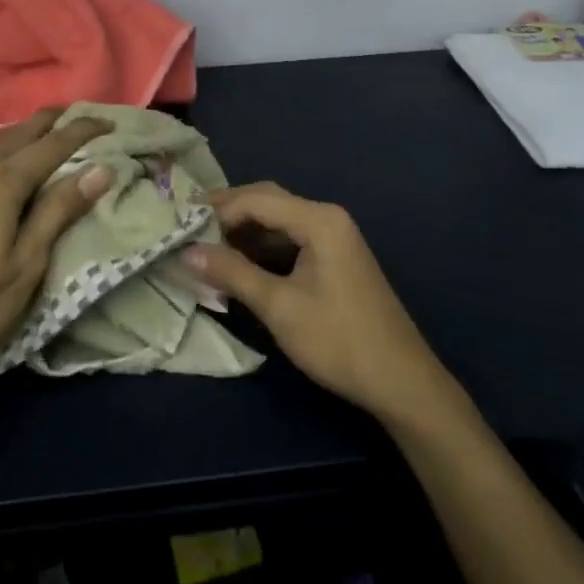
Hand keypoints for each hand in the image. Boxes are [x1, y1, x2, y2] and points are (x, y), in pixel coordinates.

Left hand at [0, 109, 114, 395]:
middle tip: (78, 120)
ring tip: (42, 141)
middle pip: (18, 132)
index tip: (106, 123)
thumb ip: (59, 211)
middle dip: (51, 123)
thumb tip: (99, 170)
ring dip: (19, 137)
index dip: (82, 131)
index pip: (52, 144)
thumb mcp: (25, 267)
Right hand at [184, 182, 459, 425]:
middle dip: (228, 214)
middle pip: (268, 202)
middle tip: (189, 229)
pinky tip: (239, 265)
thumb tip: (188, 253)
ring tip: (206, 248)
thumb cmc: (339, 340)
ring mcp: (334, 239)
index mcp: (319, 220)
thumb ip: (232, 273)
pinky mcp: (335, 260)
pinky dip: (262, 249)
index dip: (217, 211)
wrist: (402, 383)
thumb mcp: (279, 307)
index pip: (256, 200)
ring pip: (278, 222)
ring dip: (244, 232)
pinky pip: (291, 240)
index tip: (181, 227)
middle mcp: (327, 218)